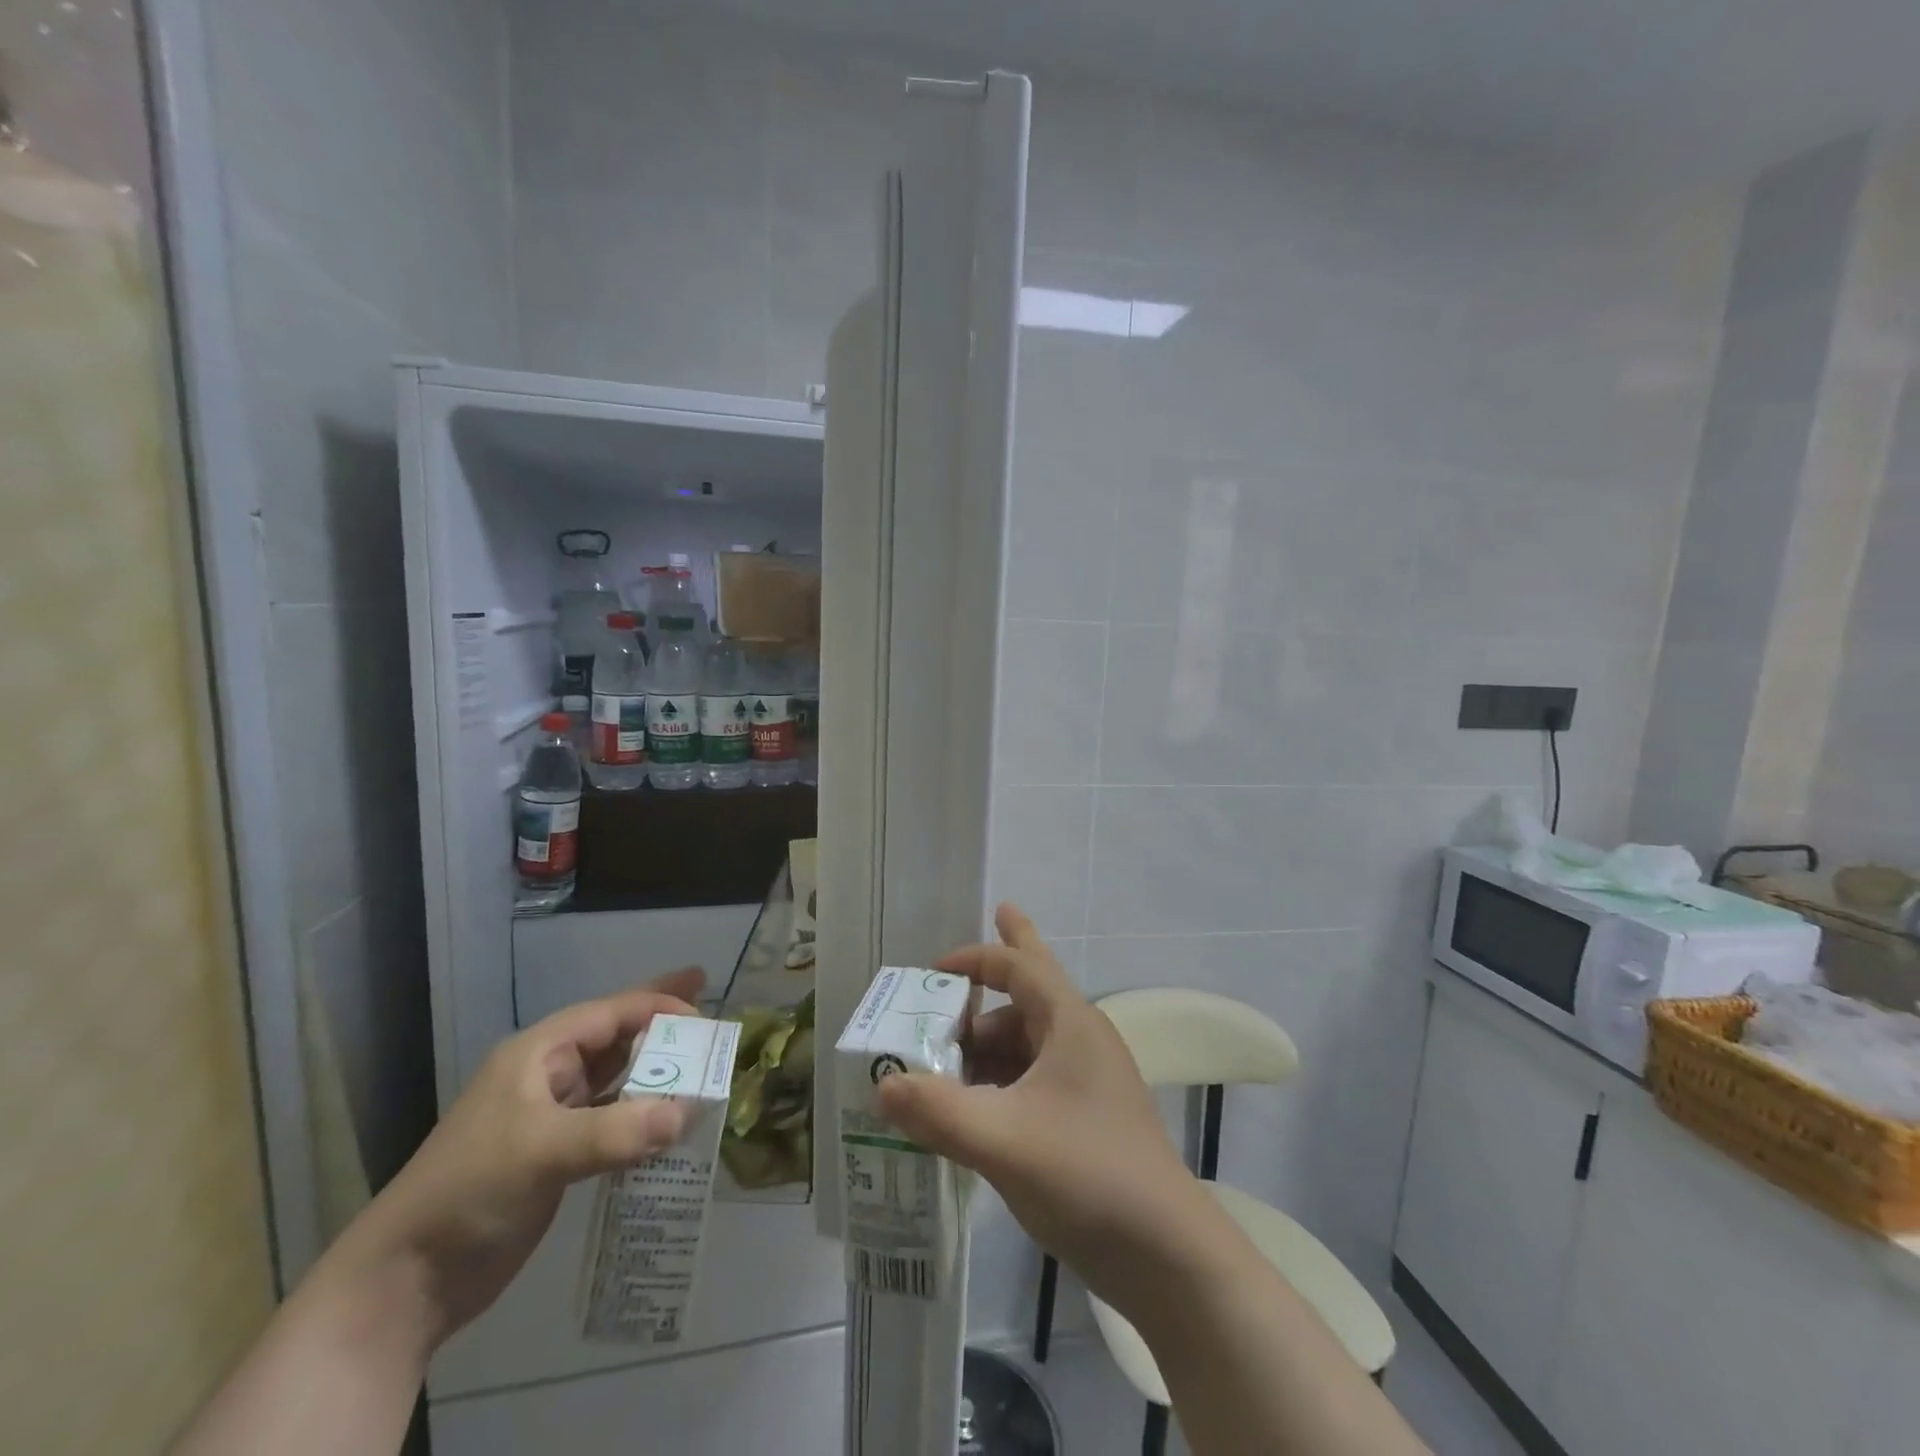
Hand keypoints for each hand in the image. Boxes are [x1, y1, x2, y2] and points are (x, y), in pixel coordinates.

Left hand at [343, 968, 704, 1343]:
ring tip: (703, 1067)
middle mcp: (548, 1077)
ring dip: (658, 1074)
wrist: (405, 1282)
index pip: (610, 1013)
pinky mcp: (558, 1157)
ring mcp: (552, 1118)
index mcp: (537, 1054)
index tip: (704, 1012)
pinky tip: (675, 1125)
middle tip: (710, 1014)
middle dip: (663, 1026)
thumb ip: (618, 1130)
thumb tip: (688, 1113)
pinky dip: (645, 1118)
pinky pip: (615, 1122)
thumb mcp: (542, 1152)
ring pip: (618, 1080)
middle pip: (617, 1038)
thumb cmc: (468, 1192)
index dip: (658, 1004)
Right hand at [876, 905, 1205, 1305]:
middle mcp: (1080, 1041)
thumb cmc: (1087, 1174)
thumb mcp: (1002, 1140)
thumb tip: (882, 1084)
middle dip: (998, 973)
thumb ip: (937, 1111)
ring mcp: (1086, 1082)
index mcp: (1070, 1024)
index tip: (934, 965)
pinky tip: (967, 1108)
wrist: (1166, 1256)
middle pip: (1029, 993)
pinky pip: (1030, 1081)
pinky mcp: (1085, 1119)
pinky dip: (996, 1083)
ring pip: (1025, 1044)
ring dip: (984, 1048)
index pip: (1020, 966)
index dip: (976, 958)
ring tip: (937, 1067)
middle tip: (966, 950)